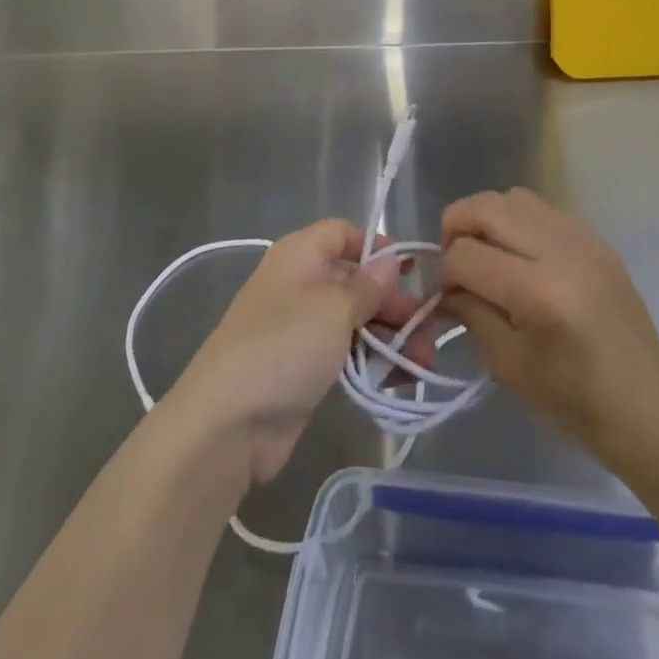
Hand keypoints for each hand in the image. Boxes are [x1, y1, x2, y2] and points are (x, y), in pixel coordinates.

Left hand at [168, 220, 434, 489]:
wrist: (226, 425)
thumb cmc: (284, 346)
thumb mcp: (334, 308)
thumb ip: (367, 286)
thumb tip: (390, 261)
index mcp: (300, 255)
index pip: (343, 233)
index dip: (377, 247)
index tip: (411, 272)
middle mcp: (299, 284)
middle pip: (355, 281)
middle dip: (394, 303)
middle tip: (432, 330)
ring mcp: (300, 329)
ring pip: (354, 321)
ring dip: (391, 337)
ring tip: (425, 363)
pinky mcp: (303, 369)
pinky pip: (345, 354)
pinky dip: (372, 362)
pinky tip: (401, 381)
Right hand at [441, 189, 658, 467]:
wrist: (648, 408)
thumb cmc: (576, 402)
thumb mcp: (510, 366)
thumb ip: (472, 314)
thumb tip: (445, 286)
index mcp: (540, 293)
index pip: (467, 255)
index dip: (445, 273)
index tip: (446, 295)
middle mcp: (561, 251)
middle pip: (486, 207)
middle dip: (456, 226)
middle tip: (454, 259)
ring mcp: (583, 238)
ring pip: (514, 197)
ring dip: (488, 218)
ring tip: (486, 252)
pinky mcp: (596, 238)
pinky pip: (543, 209)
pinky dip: (518, 222)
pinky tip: (520, 256)